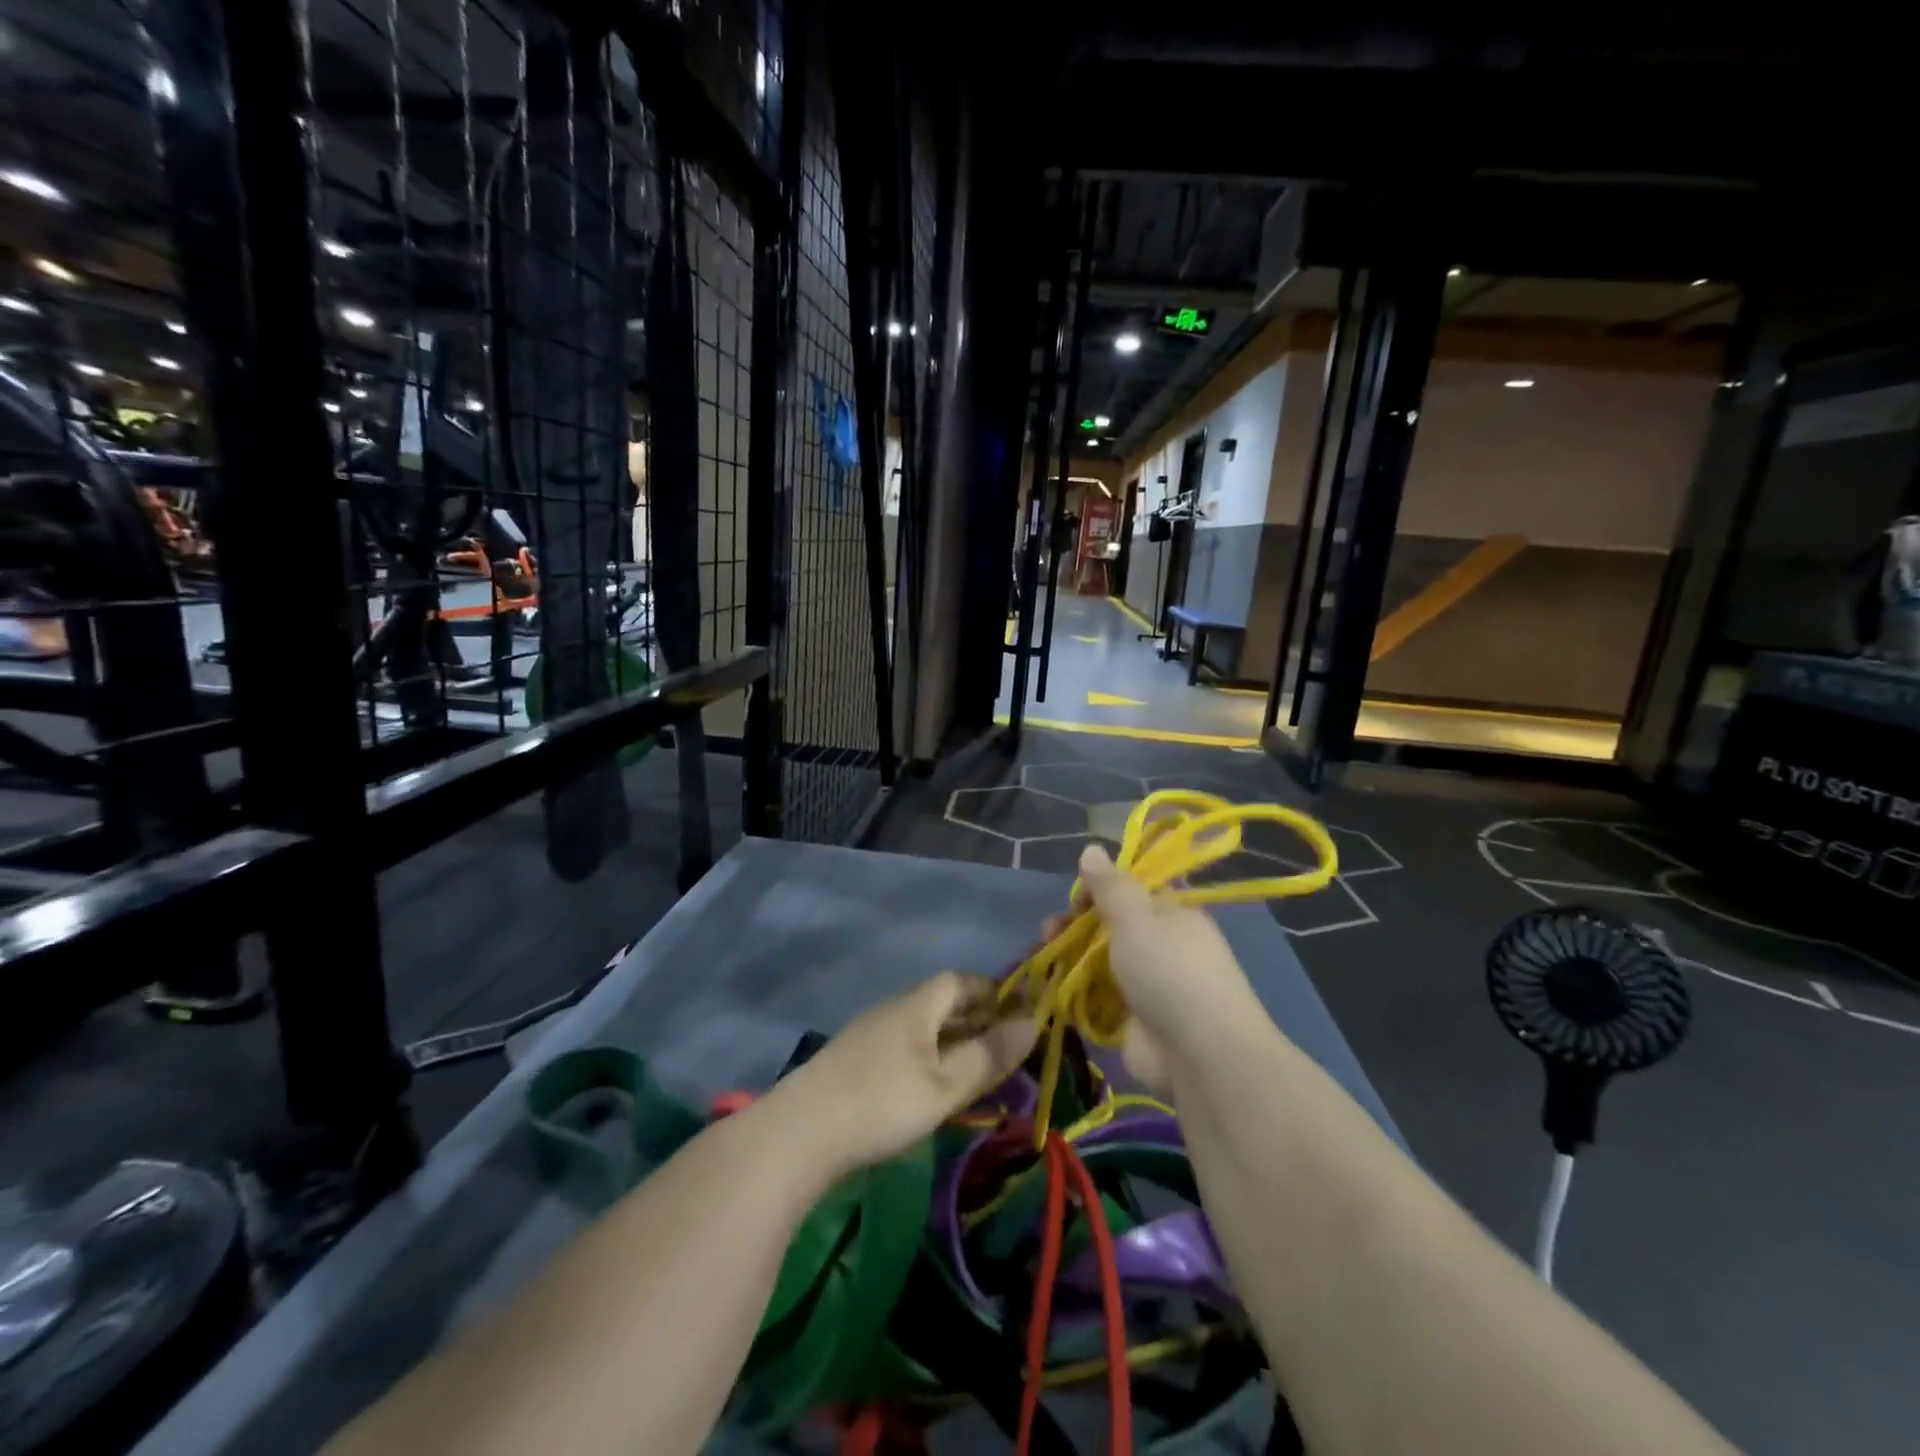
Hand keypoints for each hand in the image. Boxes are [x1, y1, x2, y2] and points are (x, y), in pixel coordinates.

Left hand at [772, 972, 1036, 1177]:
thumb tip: (1033, 1023)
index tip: (1019, 1015)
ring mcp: (868, 1035)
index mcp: (916, 1005)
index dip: (992, 992)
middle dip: (975, 1021)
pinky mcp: (853, 1062)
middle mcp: (892, 1010)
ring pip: (921, 1028)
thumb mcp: (945, 1085)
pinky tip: (931, 1091)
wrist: (799, 1133)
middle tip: (1004, 1050)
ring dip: (951, 1043)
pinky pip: (903, 1048)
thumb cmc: (882, 1102)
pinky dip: (927, 1060)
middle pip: (940, 1003)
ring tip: (974, 1074)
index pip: (960, 980)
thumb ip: (988, 1056)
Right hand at [1049, 843, 1263, 1091]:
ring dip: (1070, 954)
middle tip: (1051, 927)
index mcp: (1172, 912)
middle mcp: (1162, 943)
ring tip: (1045, 953)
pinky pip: (1098, 996)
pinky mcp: (1132, 1019)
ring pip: (1101, 959)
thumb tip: (1092, 848)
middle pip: (1112, 923)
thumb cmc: (1169, 969)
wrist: (1199, 1053)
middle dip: (1078, 921)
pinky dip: (1075, 990)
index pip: (1135, 887)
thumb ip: (1109, 884)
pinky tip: (1051, 985)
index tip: (1078, 892)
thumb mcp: (1136, 915)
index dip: (1104, 884)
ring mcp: (1147, 983)